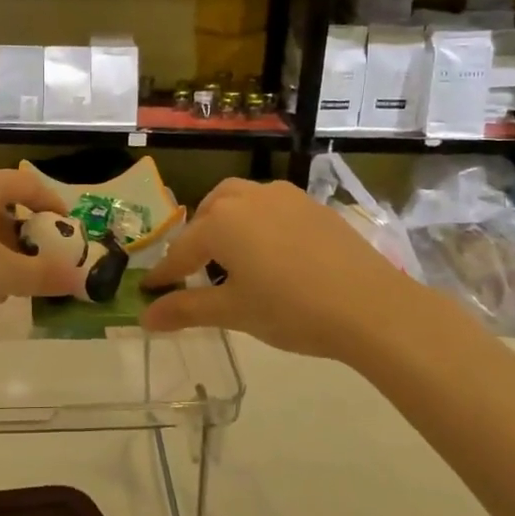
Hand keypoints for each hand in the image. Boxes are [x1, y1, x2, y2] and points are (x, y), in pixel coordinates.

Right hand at [139, 178, 478, 361]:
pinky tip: (271, 252)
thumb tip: (145, 318)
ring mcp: (283, 196)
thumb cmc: (291, 310)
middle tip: (195, 271)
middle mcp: (247, 198)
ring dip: (226, 222)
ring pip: (240, 200)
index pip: (181, 251)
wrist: (369, 306)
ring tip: (232, 256)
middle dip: (196, 240)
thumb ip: (186, 310)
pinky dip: (257, 222)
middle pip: (208, 213)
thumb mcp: (234, 312)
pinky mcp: (312, 205)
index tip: (149, 291)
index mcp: (220, 223)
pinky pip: (271, 206)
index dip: (164, 274)